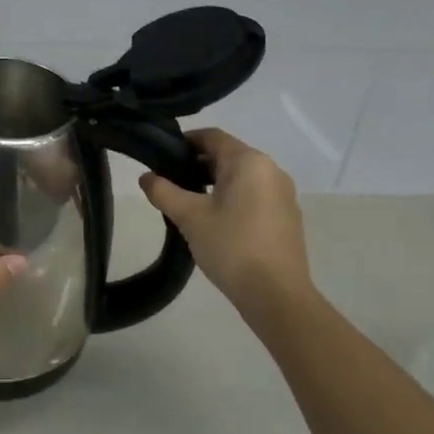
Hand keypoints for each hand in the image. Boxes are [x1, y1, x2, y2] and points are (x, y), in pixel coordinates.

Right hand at [138, 128, 313, 318]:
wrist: (277, 296)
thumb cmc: (231, 247)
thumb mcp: (189, 217)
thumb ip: (163, 191)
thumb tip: (146, 177)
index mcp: (249, 161)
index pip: (211, 136)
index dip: (184, 142)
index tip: (161, 158)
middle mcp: (271, 170)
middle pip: (227, 155)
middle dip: (197, 165)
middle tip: (170, 183)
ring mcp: (283, 194)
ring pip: (241, 177)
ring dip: (214, 183)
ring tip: (188, 205)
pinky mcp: (287, 216)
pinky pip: (254, 195)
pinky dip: (233, 198)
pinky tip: (215, 222)